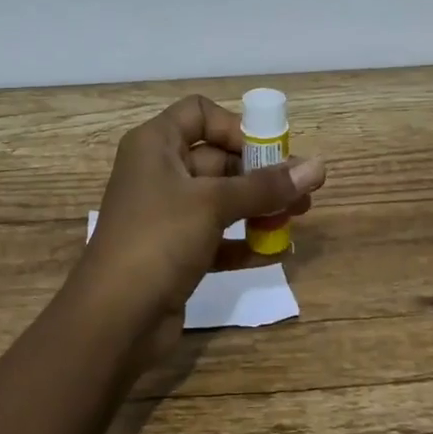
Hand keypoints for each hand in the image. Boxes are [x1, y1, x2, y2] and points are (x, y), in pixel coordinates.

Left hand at [74, 95, 325, 359]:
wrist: (113, 320)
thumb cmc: (158, 240)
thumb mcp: (213, 204)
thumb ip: (266, 186)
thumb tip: (319, 166)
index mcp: (155, 145)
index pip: (199, 113)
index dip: (235, 126)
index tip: (267, 152)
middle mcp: (159, 172)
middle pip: (217, 157)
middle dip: (260, 173)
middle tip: (301, 191)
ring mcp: (166, 214)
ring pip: (221, 199)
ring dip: (259, 206)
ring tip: (298, 218)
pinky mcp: (175, 252)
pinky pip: (217, 236)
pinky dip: (244, 241)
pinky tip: (276, 253)